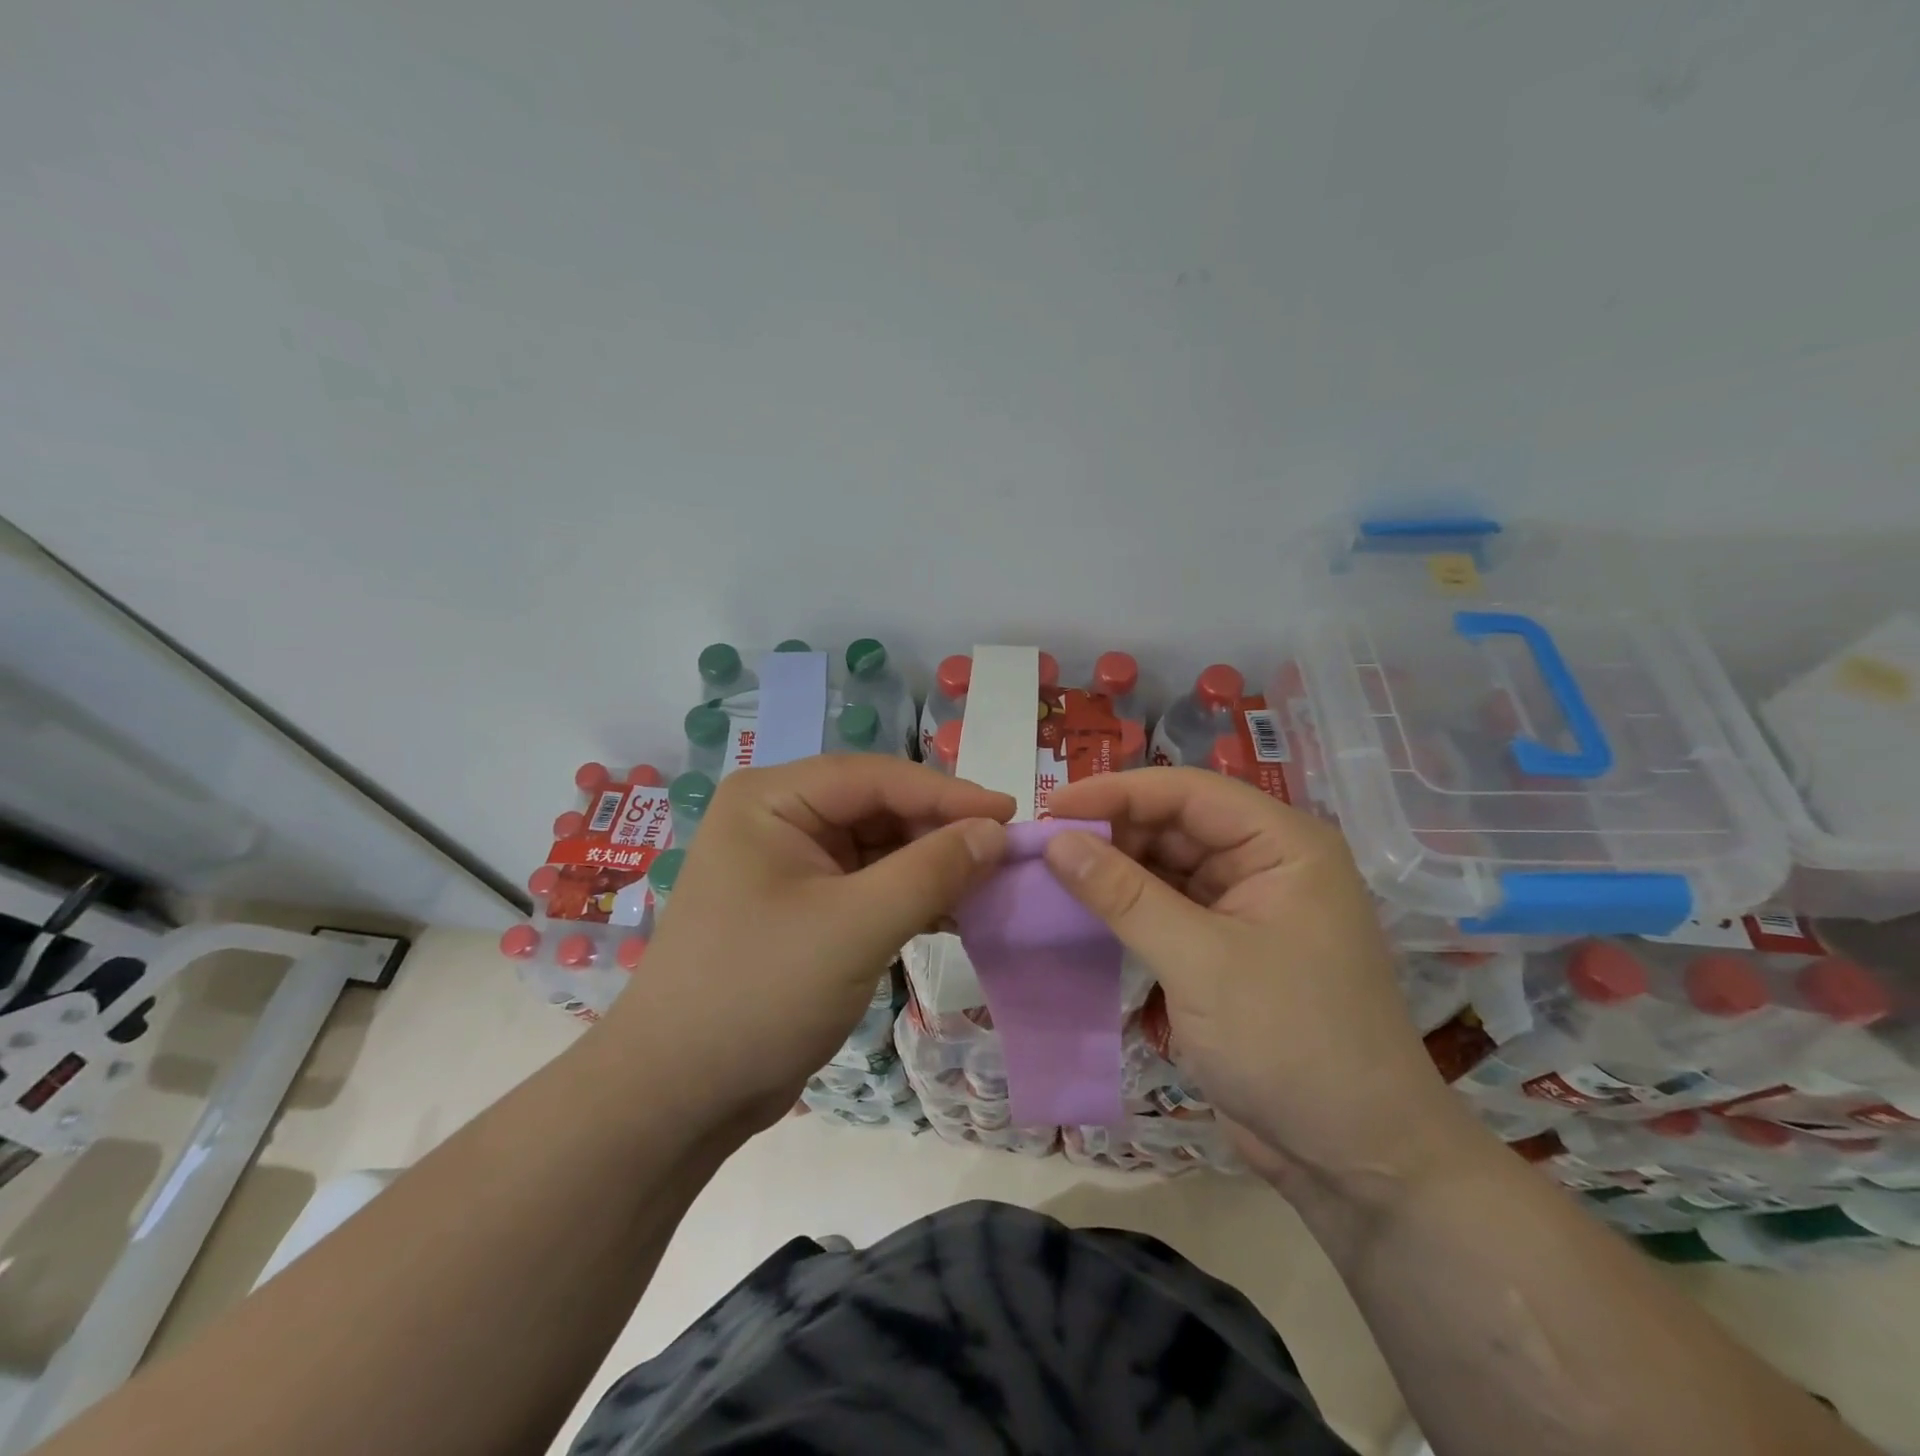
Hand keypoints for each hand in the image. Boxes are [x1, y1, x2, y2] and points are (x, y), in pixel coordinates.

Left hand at [602, 756, 1012, 1132]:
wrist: (679, 1095)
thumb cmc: (759, 993)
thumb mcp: (855, 927)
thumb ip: (931, 872)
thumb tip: (997, 832)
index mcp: (773, 799)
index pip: (876, 777)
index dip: (948, 793)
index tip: (1012, 815)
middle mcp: (779, 818)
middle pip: (879, 807)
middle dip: (940, 832)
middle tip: (1006, 856)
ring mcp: (791, 864)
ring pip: (879, 847)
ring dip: (931, 866)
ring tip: (991, 884)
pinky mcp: (804, 907)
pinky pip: (870, 884)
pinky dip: (911, 896)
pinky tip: (955, 912)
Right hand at [1043, 769, 1462, 1193]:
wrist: (1355, 1159)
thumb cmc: (1291, 1043)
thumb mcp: (1200, 962)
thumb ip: (1124, 896)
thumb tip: (1055, 842)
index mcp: (1283, 845)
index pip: (1188, 793)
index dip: (1117, 793)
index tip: (1051, 808)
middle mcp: (1266, 864)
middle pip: (1175, 825)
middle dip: (1111, 832)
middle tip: (1041, 846)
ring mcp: (1245, 908)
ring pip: (1166, 866)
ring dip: (1113, 870)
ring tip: (1049, 873)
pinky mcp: (1225, 950)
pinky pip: (1167, 908)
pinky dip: (1126, 908)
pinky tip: (1081, 909)